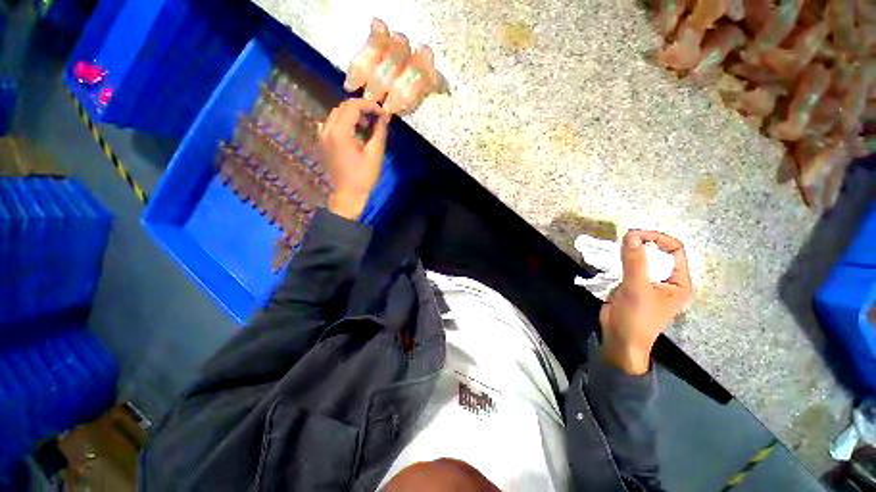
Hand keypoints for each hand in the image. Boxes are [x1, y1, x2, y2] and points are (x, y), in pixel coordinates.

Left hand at [319, 99, 389, 219]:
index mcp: (339, 132)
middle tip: (376, 118)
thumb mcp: (375, 154)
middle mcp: (327, 129)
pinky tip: (355, 132)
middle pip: (343, 107)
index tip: (382, 112)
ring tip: (367, 126)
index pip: (353, 106)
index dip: (369, 105)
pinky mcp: (323, 141)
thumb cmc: (363, 177)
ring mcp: (322, 135)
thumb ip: (379, 132)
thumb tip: (384, 117)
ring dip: (353, 115)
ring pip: (337, 114)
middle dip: (361, 108)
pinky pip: (332, 123)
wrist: (347, 194)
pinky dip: (345, 122)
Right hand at [599, 230, 691, 374]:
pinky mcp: (631, 286)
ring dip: (628, 252)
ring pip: (640, 259)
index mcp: (678, 281)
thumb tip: (630, 235)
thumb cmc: (636, 318)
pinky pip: (627, 267)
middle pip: (657, 253)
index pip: (674, 250)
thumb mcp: (637, 289)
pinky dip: (618, 261)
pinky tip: (608, 260)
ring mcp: (647, 283)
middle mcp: (665, 280)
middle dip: (640, 244)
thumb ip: (635, 262)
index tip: (633, 235)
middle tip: (621, 241)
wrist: (619, 340)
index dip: (656, 239)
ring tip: (613, 250)